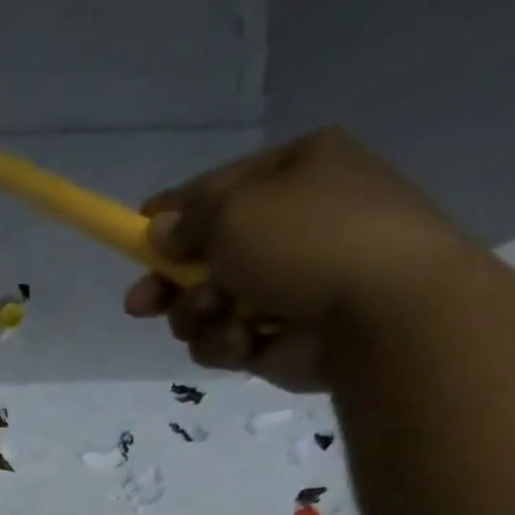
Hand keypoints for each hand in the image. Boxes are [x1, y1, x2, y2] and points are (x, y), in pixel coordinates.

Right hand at [124, 127, 480, 390]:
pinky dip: (227, 342)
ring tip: (219, 314)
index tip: (135, 238)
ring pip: (206, 305)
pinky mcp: (278, 335)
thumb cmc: (307, 242)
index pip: (215, 189)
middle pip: (203, 256)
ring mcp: (285, 283)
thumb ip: (186, 222)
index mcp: (292, 173)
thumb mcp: (234, 213)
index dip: (171, 216)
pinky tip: (247, 340)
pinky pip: (226, 339)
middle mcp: (289, 224)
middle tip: (140, 306)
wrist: (380, 312)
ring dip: (198, 315)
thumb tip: (160, 231)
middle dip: (169, 283)